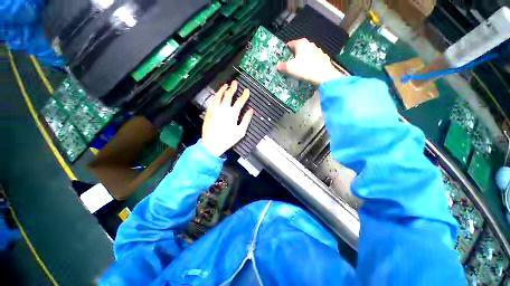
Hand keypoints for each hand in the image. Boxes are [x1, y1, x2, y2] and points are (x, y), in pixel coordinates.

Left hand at [202, 81, 253, 156]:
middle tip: (235, 83)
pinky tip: (217, 95)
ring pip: (218, 96)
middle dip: (233, 88)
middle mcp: (223, 109)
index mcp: (232, 114)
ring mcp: (214, 110)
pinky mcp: (209, 112)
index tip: (247, 91)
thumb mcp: (240, 132)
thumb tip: (251, 111)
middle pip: (228, 95)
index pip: (240, 101)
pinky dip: (215, 96)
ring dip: (222, 89)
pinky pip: (212, 101)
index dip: (244, 95)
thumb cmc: (228, 139)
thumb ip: (246, 120)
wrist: (212, 145)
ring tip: (225, 85)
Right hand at [277, 38, 341, 84]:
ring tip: (297, 69)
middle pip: (298, 49)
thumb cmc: (305, 69)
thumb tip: (277, 66)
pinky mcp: (322, 58)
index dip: (285, 51)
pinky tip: (306, 71)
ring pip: (306, 54)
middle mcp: (310, 44)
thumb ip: (283, 66)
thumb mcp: (290, 68)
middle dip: (293, 56)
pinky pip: (312, 60)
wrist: (323, 75)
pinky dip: (308, 63)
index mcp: (301, 43)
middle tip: (288, 64)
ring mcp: (317, 50)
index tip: (282, 57)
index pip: (290, 44)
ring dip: (301, 60)